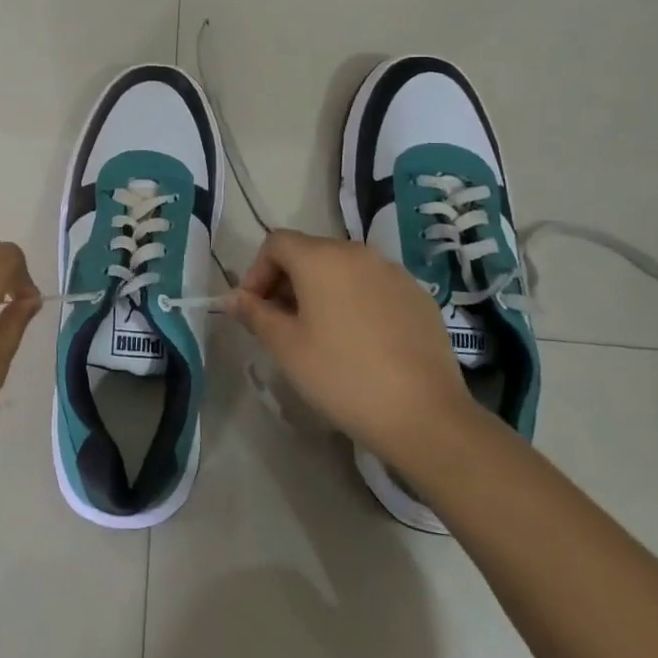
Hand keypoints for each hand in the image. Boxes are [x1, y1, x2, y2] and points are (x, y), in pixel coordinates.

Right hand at [225, 230, 477, 477]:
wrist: (423, 414)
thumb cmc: (341, 375)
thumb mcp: (286, 347)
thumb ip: (255, 314)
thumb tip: (233, 299)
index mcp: (321, 258)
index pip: (276, 243)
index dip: (257, 272)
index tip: (253, 309)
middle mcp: (358, 253)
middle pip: (310, 252)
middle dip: (287, 281)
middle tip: (281, 324)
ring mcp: (394, 273)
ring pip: (344, 269)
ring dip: (322, 291)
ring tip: (320, 333)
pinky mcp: (419, 296)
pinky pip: (374, 286)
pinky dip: (356, 301)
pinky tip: (360, 342)